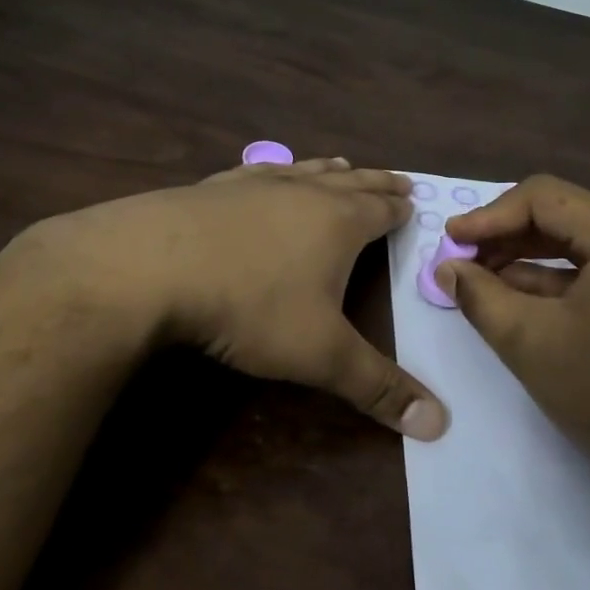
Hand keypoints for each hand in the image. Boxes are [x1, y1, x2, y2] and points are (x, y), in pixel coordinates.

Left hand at [33, 157, 447, 438]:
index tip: (415, 198)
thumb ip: (377, 387)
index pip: (382, 210)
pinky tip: (263, 174)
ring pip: (304, 171)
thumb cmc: (250, 307)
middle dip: (376, 184)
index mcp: (338, 223)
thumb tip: (439, 424)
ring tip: (341, 164)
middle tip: (396, 179)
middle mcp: (302, 194)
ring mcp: (254, 186)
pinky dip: (273, 171)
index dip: (401, 208)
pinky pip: (255, 172)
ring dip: (327, 170)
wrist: (150, 266)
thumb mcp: (320, 355)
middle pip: (351, 183)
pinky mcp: (211, 188)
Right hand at [437, 174, 589, 485]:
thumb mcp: (531, 343)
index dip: (488, 216)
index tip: (450, 241)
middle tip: (461, 263)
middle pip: (563, 217)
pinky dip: (557, 283)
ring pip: (579, 247)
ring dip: (527, 261)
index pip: (543, 198)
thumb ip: (480, 297)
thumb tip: (448, 267)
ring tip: (481, 282)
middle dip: (506, 237)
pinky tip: (519, 300)